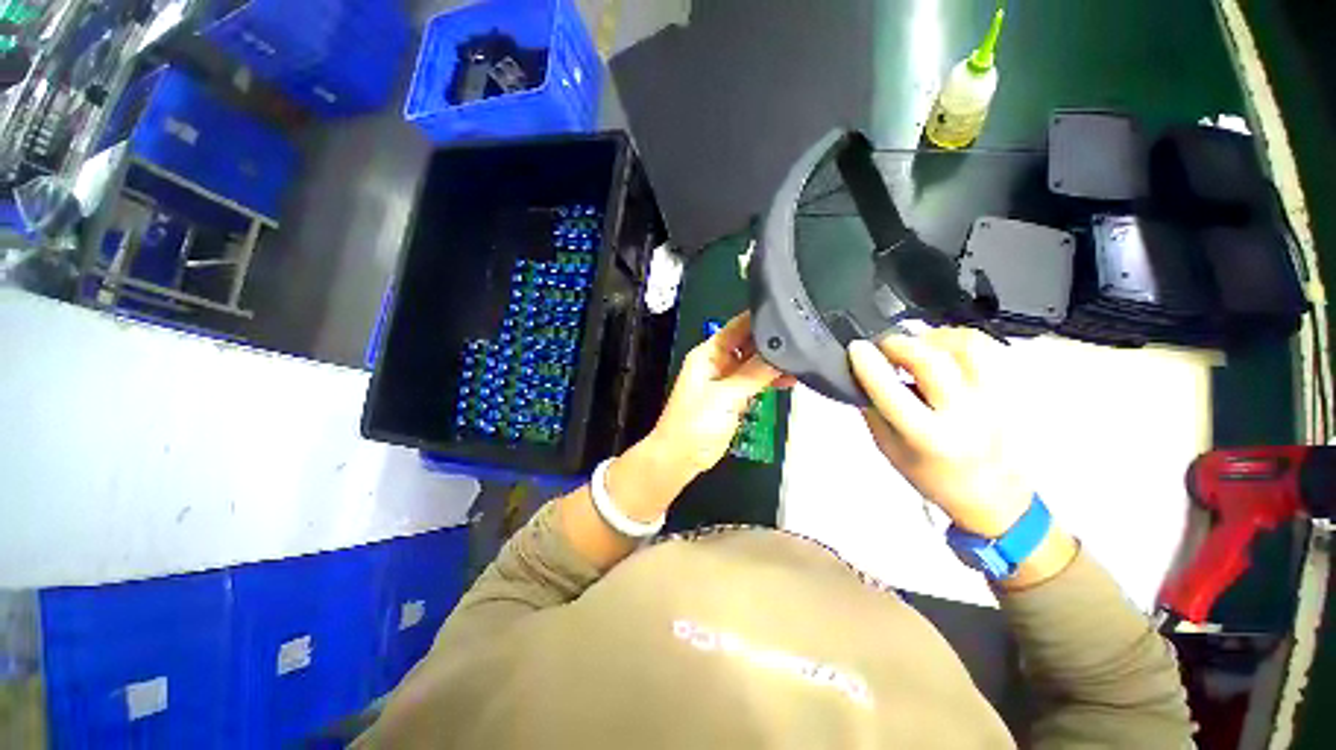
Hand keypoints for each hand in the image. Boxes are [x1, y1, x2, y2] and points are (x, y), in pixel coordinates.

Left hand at [646, 312, 792, 479]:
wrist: (681, 457)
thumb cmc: (695, 423)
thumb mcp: (726, 396)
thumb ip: (754, 374)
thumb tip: (781, 354)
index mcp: (709, 353)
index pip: (737, 327)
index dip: (760, 319)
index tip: (789, 314)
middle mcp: (718, 362)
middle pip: (748, 344)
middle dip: (772, 342)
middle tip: (803, 340)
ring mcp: (726, 380)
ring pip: (754, 364)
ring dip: (773, 363)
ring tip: (802, 361)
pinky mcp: (733, 397)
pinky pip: (754, 382)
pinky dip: (769, 380)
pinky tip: (789, 380)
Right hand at [848, 327, 1030, 537]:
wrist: (995, 498)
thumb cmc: (933, 477)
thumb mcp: (890, 450)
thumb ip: (874, 411)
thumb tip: (862, 374)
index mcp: (929, 438)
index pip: (892, 392)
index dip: (870, 365)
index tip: (856, 347)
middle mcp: (966, 416)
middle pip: (931, 360)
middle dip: (899, 344)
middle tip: (884, 346)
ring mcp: (996, 399)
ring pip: (965, 344)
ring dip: (931, 337)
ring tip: (915, 346)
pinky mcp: (1012, 389)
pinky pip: (986, 347)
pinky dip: (956, 339)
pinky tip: (942, 349)